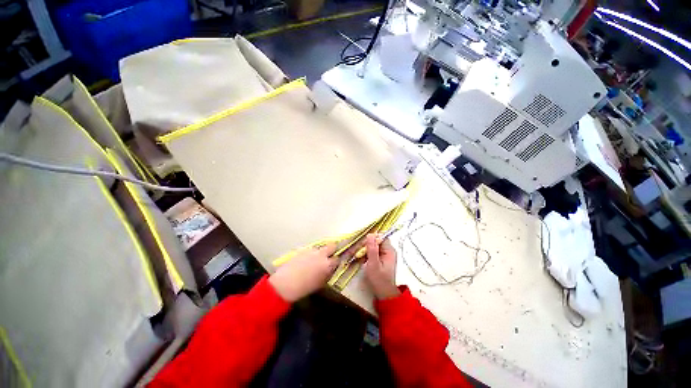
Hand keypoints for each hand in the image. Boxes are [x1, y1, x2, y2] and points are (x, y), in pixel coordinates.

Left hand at [269, 243, 337, 301]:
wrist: (285, 284)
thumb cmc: (304, 288)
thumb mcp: (320, 284)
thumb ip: (328, 274)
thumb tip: (331, 269)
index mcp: (327, 264)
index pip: (337, 258)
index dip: (336, 261)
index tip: (334, 264)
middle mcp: (321, 254)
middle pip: (332, 246)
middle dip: (333, 250)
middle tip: (329, 256)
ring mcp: (311, 250)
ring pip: (320, 248)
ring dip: (320, 252)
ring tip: (315, 260)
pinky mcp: (303, 249)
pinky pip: (311, 250)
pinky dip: (311, 254)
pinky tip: (306, 261)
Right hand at [364, 234, 399, 299]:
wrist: (383, 294)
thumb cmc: (379, 280)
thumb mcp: (373, 264)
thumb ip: (372, 249)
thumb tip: (370, 234)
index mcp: (389, 250)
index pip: (380, 237)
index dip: (371, 238)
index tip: (363, 245)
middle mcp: (388, 250)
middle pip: (376, 241)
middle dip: (367, 244)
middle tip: (359, 252)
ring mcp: (385, 254)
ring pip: (374, 246)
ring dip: (366, 249)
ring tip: (359, 256)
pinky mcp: (381, 258)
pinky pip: (373, 251)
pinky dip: (367, 254)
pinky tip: (362, 259)